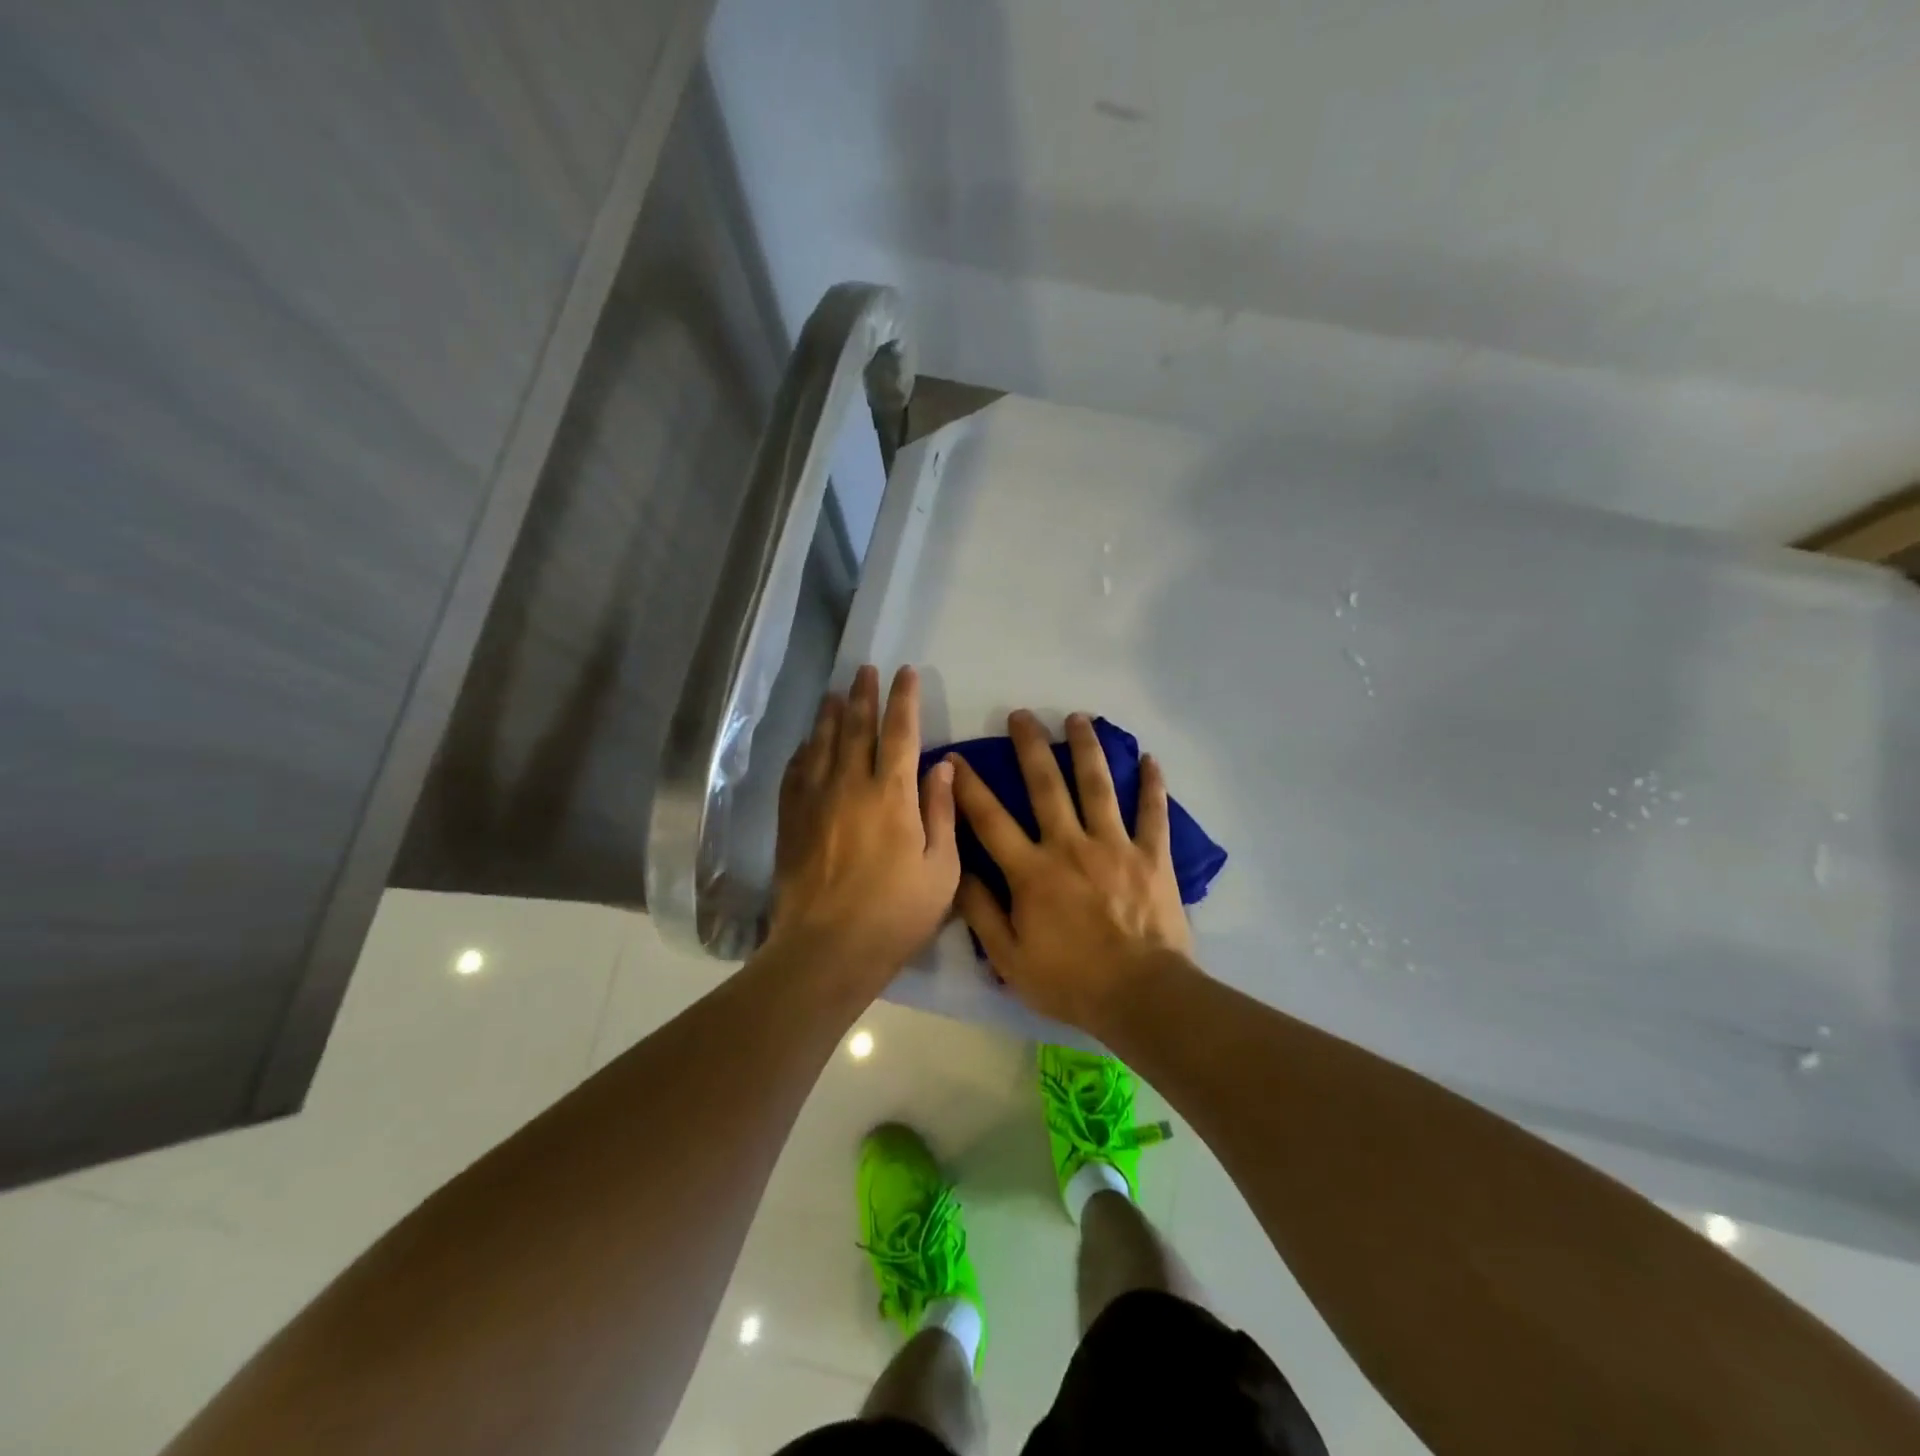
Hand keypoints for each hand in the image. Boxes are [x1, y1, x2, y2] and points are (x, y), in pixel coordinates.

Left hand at [771, 665, 960, 981]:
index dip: (903, 698)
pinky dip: (804, 752)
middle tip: (864, 670)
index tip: (905, 673)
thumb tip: (942, 765)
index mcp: (892, 794)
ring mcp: (815, 801)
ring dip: (830, 715)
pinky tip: (807, 744)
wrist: (828, 948)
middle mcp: (850, 785)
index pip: (900, 731)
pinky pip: (796, 773)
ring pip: (822, 744)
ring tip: (835, 694)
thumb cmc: (896, 912)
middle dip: (863, 695)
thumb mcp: (942, 868)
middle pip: (856, 728)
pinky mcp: (791, 821)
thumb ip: (942, 812)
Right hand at [950, 710, 1194, 1030]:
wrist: (1141, 996)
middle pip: (1046, 785)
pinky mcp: (1152, 856)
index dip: (969, 787)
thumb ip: (981, 912)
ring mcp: (1115, 846)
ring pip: (1098, 786)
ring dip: (1086, 748)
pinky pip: (1153, 813)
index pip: (990, 819)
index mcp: (1032, 872)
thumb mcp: (1009, 960)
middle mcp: (1070, 846)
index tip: (956, 757)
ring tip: (1078, 718)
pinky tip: (1150, 758)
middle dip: (1031, 746)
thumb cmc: (1070, 981)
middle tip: (1022, 715)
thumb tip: (959, 870)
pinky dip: (1153, 785)